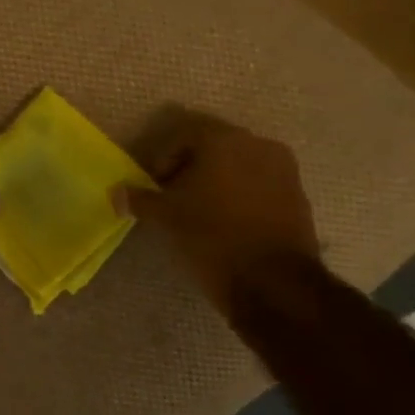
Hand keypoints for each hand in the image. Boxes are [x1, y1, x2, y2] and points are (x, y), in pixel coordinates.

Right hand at [118, 108, 320, 312]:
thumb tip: (117, 192)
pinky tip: (226, 223)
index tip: (154, 185)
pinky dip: (239, 196)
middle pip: (214, 146)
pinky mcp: (298, 196)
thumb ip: (140, 199)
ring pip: (239, 165)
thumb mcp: (166, 218)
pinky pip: (259, 186)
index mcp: (224, 140)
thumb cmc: (212, 238)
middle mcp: (258, 144)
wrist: (272, 281)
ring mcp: (284, 170)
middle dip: (189, 167)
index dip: (162, 157)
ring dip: (216, 181)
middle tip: (172, 196)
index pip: (184, 133)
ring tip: (199, 212)